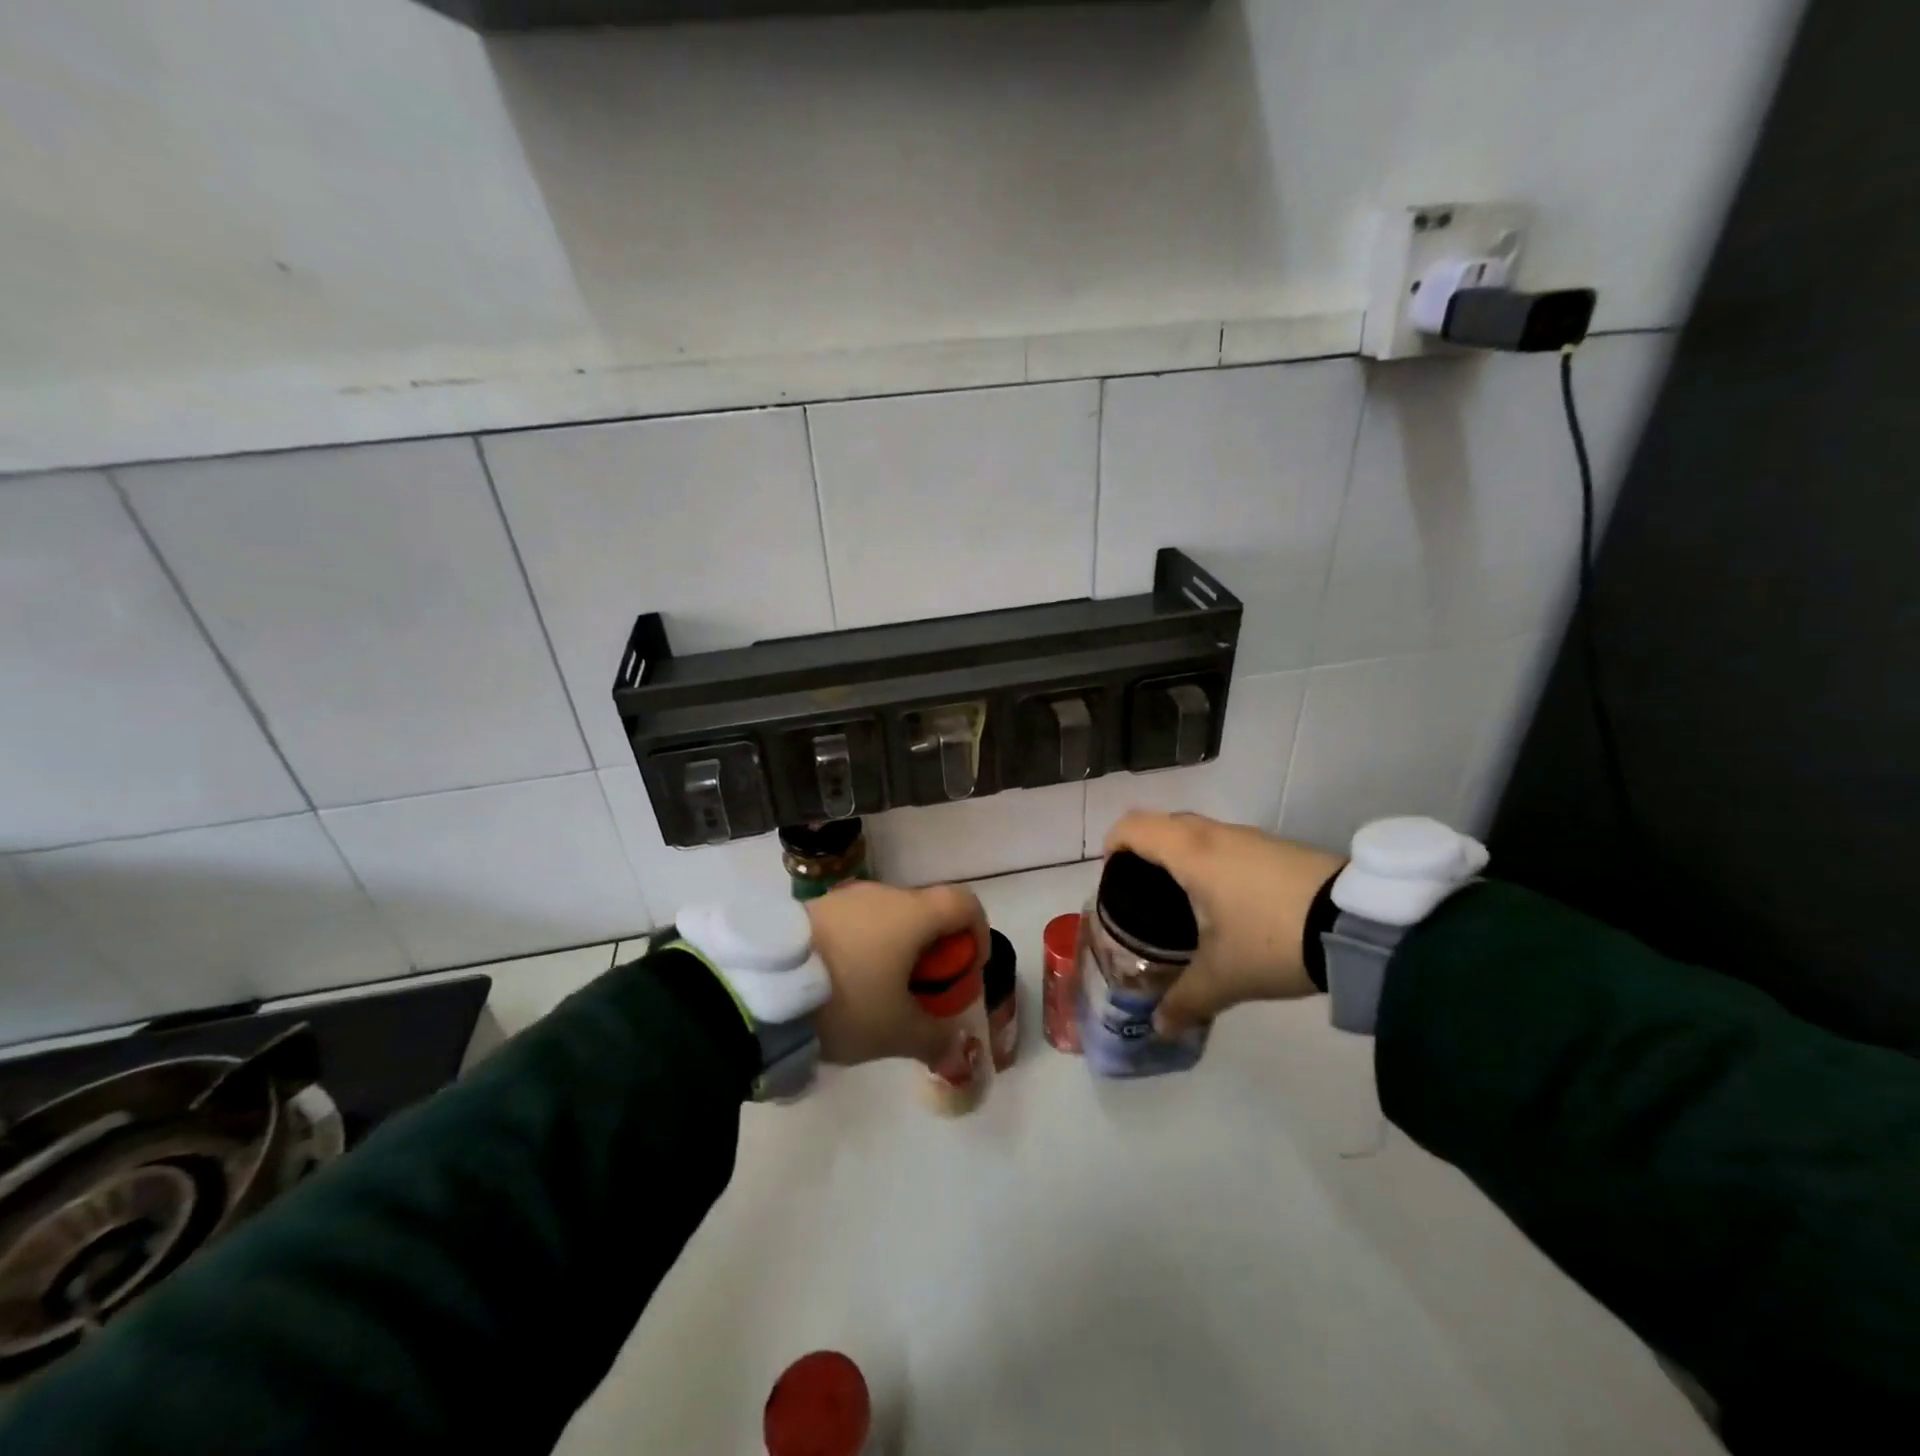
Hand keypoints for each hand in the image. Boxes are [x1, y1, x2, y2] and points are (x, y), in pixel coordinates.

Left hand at [805, 880, 988, 1066]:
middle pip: (926, 911)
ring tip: (883, 991)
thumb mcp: (897, 1032)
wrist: (763, 987)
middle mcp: (883, 893)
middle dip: (935, 949)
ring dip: (898, 947)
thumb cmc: (847, 1001)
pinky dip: (866, 944)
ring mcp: (845, 897)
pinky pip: (857, 921)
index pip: (965, 903)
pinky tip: (847, 981)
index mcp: (912, 913)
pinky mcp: (815, 907)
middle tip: (924, 991)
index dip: (977, 933)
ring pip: (889, 916)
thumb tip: (958, 1056)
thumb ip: (936, 1041)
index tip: (968, 969)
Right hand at [1104, 813, 1344, 1035]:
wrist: (1359, 925)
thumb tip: (1159, 1026)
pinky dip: (1213, 861)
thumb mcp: (1224, 977)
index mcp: (1191, 853)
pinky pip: (1229, 844)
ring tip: (1185, 900)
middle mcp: (1216, 834)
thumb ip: (1185, 1001)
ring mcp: (1251, 837)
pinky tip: (1229, 903)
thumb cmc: (1272, 939)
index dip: (1113, 844)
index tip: (1112, 876)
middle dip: (1145, 851)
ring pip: (1199, 832)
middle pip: (1164, 824)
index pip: (1134, 826)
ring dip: (1182, 855)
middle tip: (1143, 893)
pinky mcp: (1279, 848)